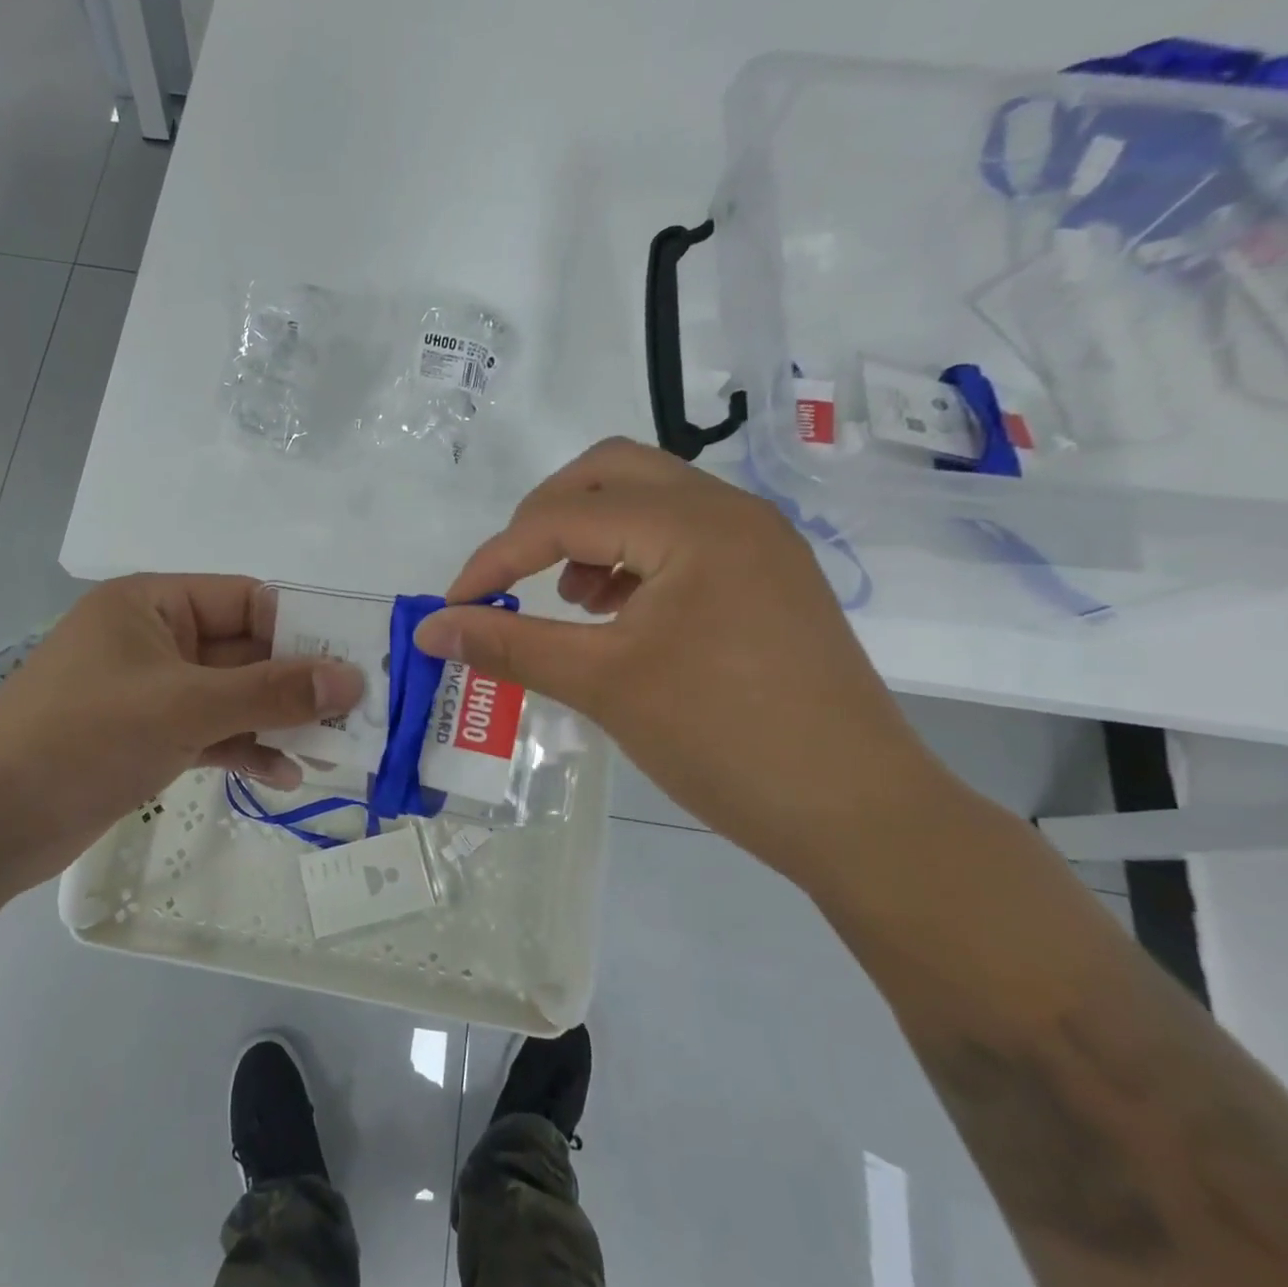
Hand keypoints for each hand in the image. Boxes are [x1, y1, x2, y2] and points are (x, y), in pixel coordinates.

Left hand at [0, 574, 363, 892]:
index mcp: (154, 605)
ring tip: (332, 750)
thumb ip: (272, 691)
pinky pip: (212, 732)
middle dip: (296, 684)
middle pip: (245, 651)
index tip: (354, 663)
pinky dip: (246, 749)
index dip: (302, 630)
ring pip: (232, 696)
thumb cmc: (84, 737)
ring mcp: (152, 692)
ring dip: (277, 721)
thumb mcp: (185, 706)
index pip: (247, 601)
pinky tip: (285, 776)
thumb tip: (351, 679)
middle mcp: (155, 640)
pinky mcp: (148, 737)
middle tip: (356, 713)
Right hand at [412, 439, 956, 888]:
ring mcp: (756, 542)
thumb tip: (430, 629)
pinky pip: (680, 536)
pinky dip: (631, 557)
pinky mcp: (766, 576)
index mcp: (692, 525)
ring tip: (572, 599)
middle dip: (543, 516)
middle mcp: (729, 512)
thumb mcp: (602, 685)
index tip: (454, 606)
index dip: (495, 558)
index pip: (563, 516)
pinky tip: (618, 613)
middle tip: (512, 575)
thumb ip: (509, 645)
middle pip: (609, 472)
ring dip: (590, 532)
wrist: (858, 814)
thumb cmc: (723, 740)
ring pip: (648, 498)